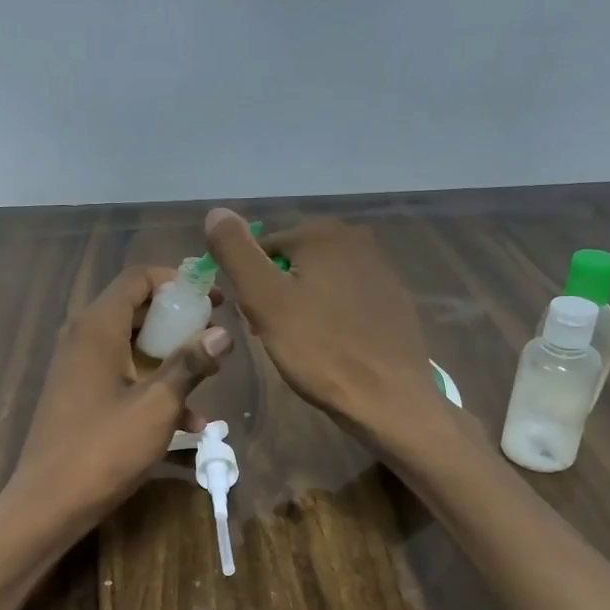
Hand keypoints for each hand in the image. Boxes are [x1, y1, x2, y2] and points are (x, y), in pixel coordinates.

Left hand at [8, 265, 232, 537]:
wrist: (48, 504)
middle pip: (137, 310)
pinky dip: (152, 388)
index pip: (138, 278)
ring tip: (211, 376)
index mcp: (97, 327)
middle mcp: (83, 338)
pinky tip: (190, 424)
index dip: (177, 282)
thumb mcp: (157, 406)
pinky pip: (122, 377)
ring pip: (133, 346)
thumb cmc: (104, 448)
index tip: (213, 299)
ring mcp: (79, 368)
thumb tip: (223, 333)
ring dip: (171, 359)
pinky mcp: (80, 396)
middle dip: (180, 321)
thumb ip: (190, 364)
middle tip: (216, 338)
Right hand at [204, 208, 439, 449]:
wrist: (388, 398)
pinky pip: (346, 297)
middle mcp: (355, 238)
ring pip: (319, 279)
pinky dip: (332, 316)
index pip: (262, 248)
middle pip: (293, 261)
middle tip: (279, 335)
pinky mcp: (394, 298)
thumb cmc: (319, 349)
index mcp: (322, 232)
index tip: (256, 321)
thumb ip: (236, 251)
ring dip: (304, 305)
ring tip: (305, 344)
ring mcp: (380, 268)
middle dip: (278, 293)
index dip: (251, 285)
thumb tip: (215, 211)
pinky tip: (333, 345)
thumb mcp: (264, 300)